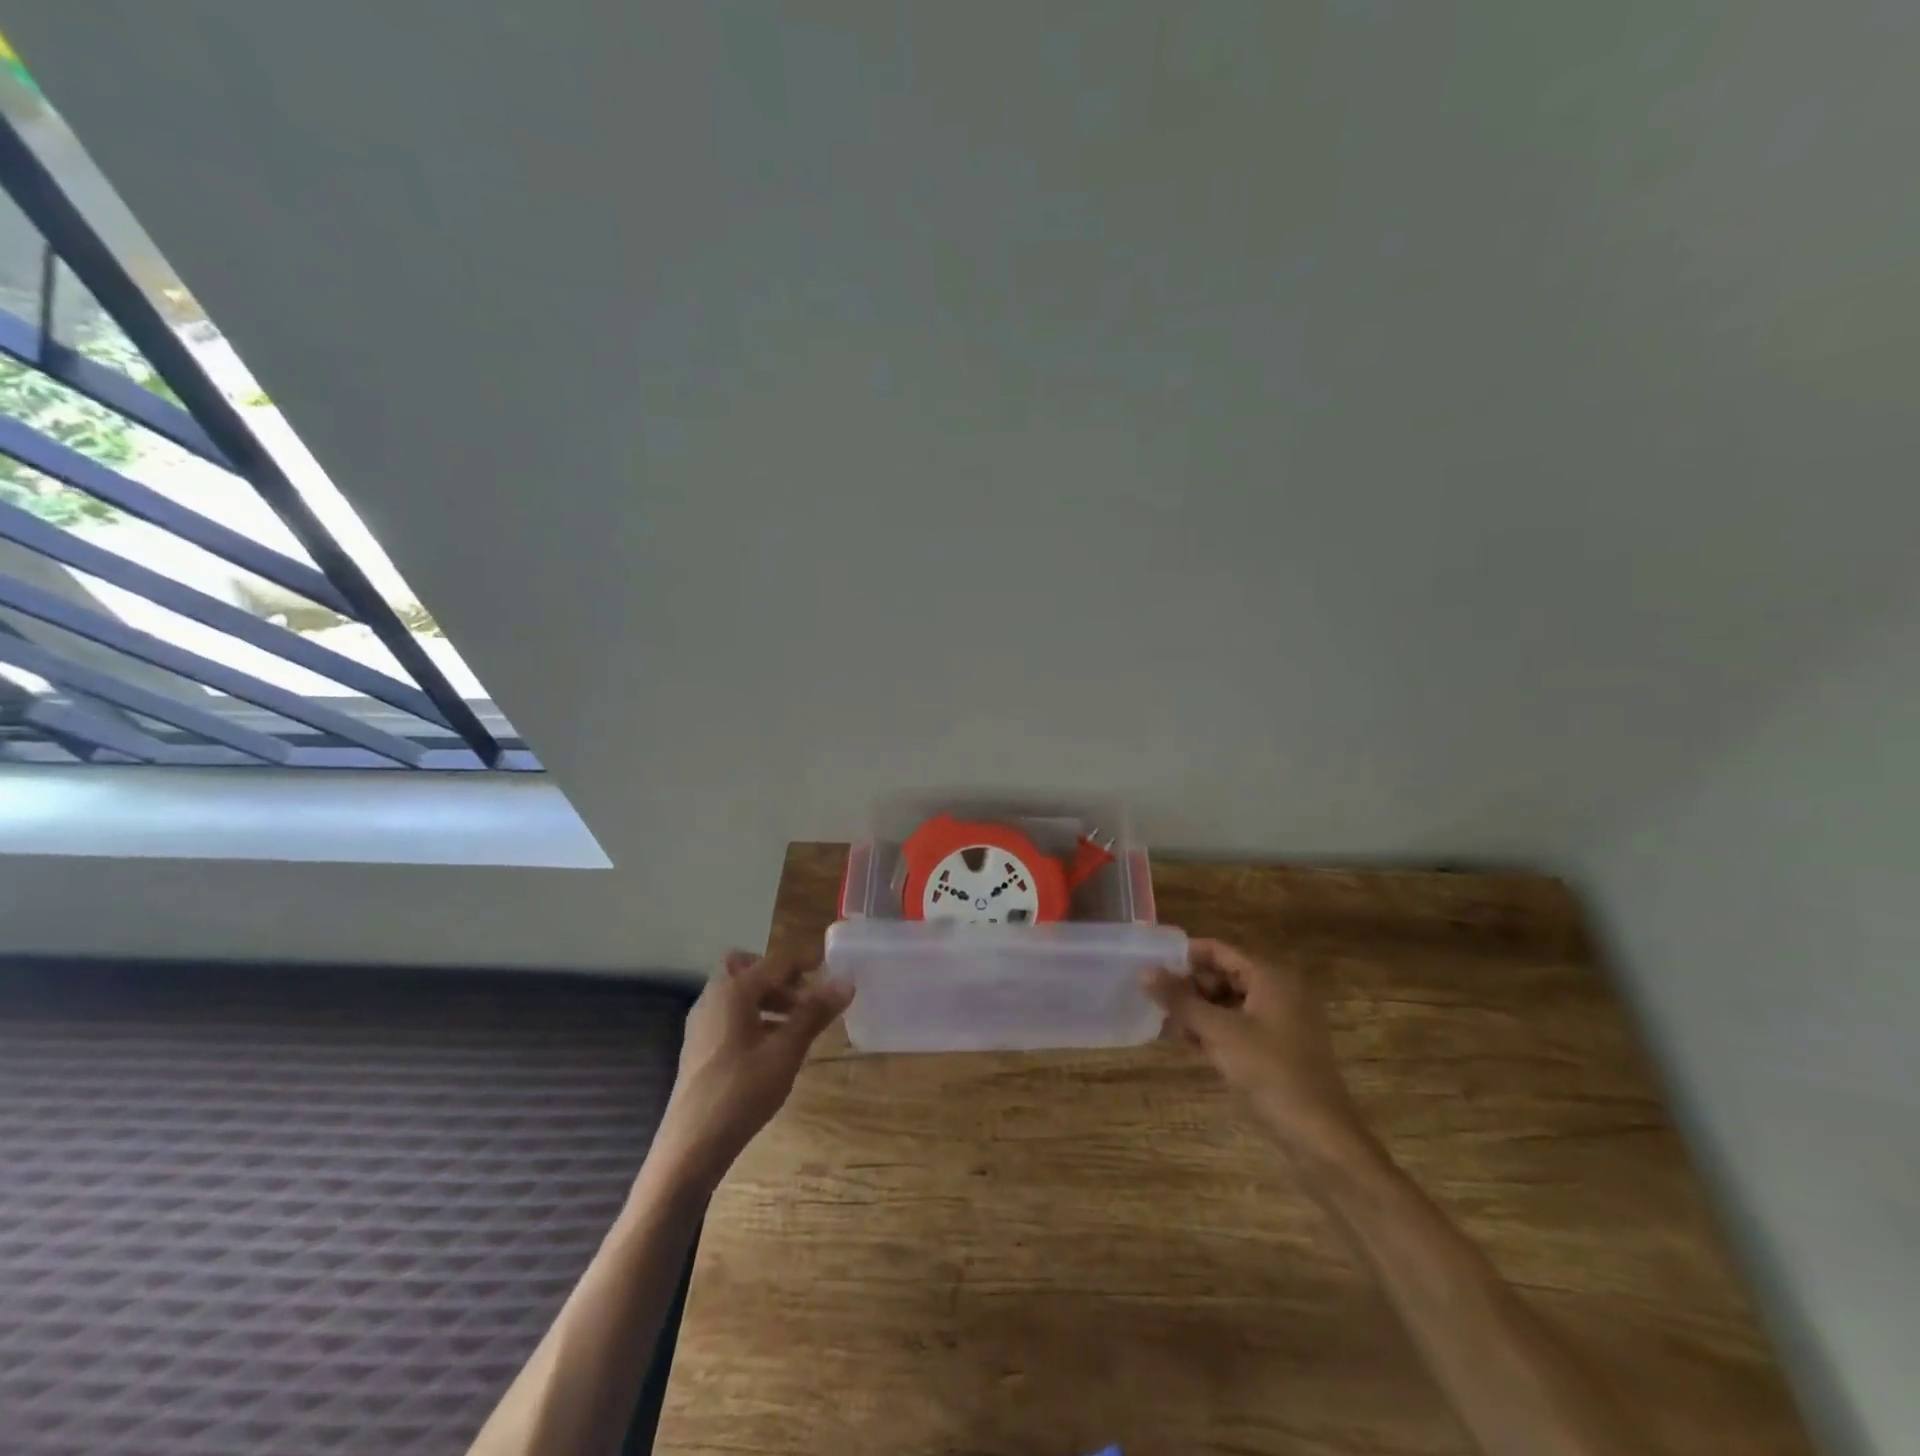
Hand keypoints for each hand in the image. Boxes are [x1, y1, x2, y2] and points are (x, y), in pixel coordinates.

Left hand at [653, 949, 853, 1185]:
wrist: (690, 1147)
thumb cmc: (741, 1091)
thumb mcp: (786, 1051)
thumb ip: (814, 1013)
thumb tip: (846, 981)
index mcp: (733, 991)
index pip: (776, 961)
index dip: (806, 959)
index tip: (832, 962)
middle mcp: (713, 998)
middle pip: (746, 967)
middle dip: (777, 975)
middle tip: (804, 994)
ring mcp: (702, 1024)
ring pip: (738, 993)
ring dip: (768, 997)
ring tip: (797, 1023)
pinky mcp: (699, 1047)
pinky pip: (730, 1015)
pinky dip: (754, 1016)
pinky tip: (773, 1046)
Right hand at [1145, 939, 1372, 1169]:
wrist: (1319, 1136)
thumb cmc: (1270, 1072)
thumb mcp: (1218, 1032)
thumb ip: (1180, 1000)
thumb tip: (1145, 971)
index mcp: (1271, 977)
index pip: (1219, 951)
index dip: (1185, 955)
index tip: (1152, 964)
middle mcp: (1279, 992)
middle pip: (1224, 975)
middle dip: (1190, 987)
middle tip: (1158, 1001)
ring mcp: (1281, 1022)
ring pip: (1229, 1003)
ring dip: (1200, 1011)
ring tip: (1172, 1027)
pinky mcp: (1279, 1049)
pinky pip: (1240, 1026)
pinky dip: (1216, 1031)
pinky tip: (1193, 1045)